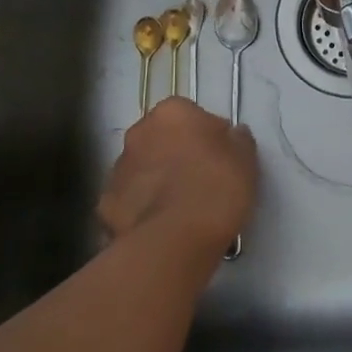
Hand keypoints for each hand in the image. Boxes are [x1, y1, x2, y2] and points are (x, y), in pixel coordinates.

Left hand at [98, 99, 256, 255]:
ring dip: (157, 179)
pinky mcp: (106, 203)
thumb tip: (231, 134)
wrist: (174, 239)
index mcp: (173, 112)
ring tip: (180, 208)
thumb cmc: (216, 187)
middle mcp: (139, 131)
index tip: (221, 159)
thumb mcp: (246, 158)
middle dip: (177, 154)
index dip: (208, 136)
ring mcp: (118, 167)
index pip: (193, 115)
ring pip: (143, 168)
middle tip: (201, 180)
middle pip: (162, 138)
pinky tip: (160, 225)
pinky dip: (142, 207)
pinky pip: (130, 199)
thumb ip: (238, 139)